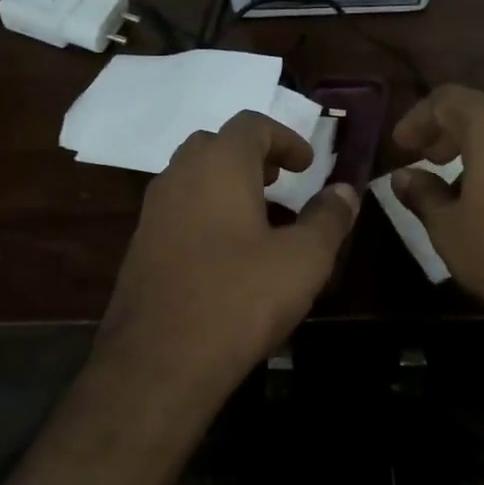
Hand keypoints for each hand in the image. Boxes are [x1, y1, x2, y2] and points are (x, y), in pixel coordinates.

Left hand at [96, 110, 358, 406]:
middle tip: (281, 182)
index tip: (308, 165)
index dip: (285, 138)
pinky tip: (227, 255)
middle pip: (215, 145)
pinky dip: (205, 213)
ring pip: (192, 178)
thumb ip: (328, 218)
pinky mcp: (139, 247)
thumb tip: (345, 190)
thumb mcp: (303, 260)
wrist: (160, 359)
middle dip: (252, 157)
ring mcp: (152, 212)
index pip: (251, 125)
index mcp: (218, 165)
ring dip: (227, 185)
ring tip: (260, 219)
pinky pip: (177, 211)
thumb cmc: (240, 298)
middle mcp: (178, 176)